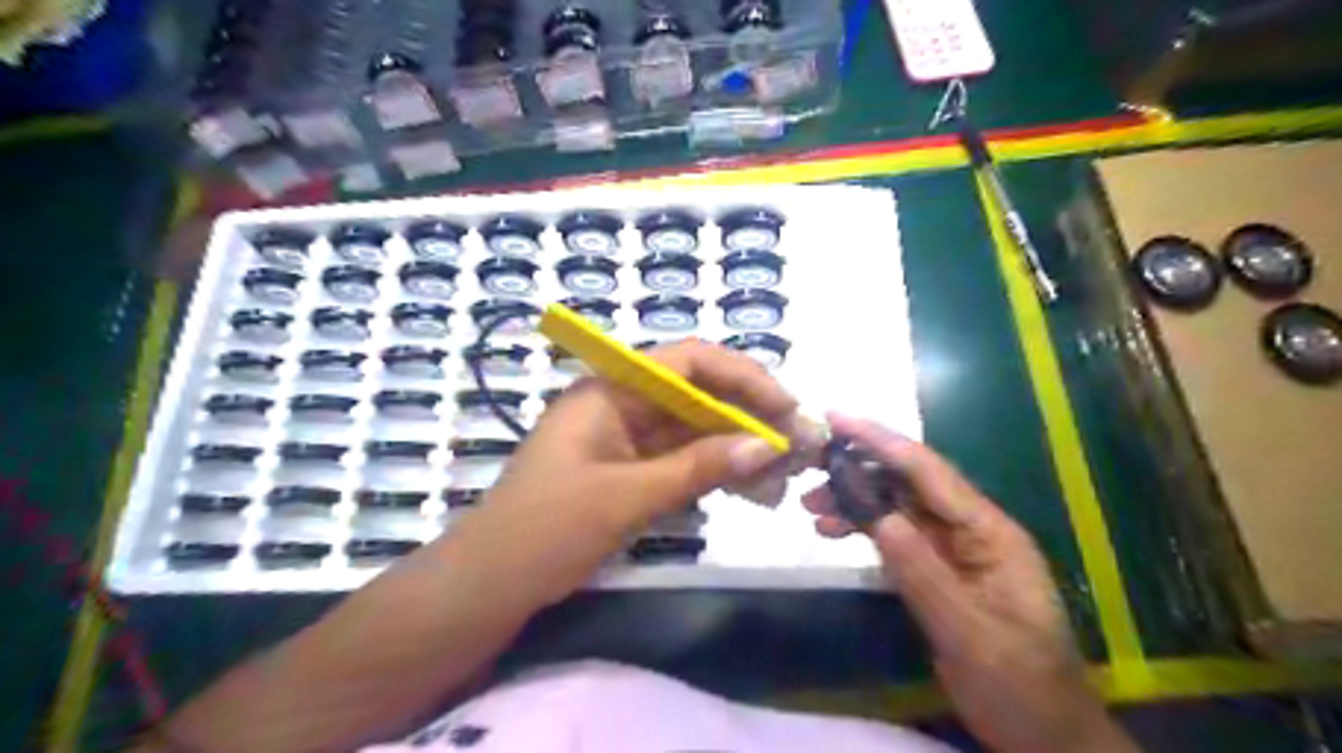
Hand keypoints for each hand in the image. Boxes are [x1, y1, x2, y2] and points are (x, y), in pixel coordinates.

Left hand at [463, 340, 793, 599]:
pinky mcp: (629, 471)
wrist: (491, 584)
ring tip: (784, 470)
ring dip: (737, 446)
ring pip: (694, 430)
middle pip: (697, 395)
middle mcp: (621, 404)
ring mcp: (626, 439)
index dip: (742, 376)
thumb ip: (698, 467)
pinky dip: (715, 471)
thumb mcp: (626, 496)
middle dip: (749, 415)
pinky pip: (681, 460)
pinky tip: (750, 488)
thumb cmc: (547, 529)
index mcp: (611, 391)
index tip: (785, 405)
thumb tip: (767, 445)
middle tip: (797, 442)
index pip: (688, 361)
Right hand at [802, 414, 1135, 752]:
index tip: (836, 418)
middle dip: (859, 469)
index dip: (880, 440)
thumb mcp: (968, 633)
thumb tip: (878, 516)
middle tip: (810, 465)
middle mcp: (970, 530)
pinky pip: (896, 537)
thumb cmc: (1019, 686)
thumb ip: (922, 571)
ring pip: (897, 507)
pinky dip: (864, 530)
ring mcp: (954, 551)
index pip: (928, 472)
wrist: (1044, 737)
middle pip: (909, 482)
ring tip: (811, 505)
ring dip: (856, 500)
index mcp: (989, 533)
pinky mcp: (938, 571)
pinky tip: (833, 532)